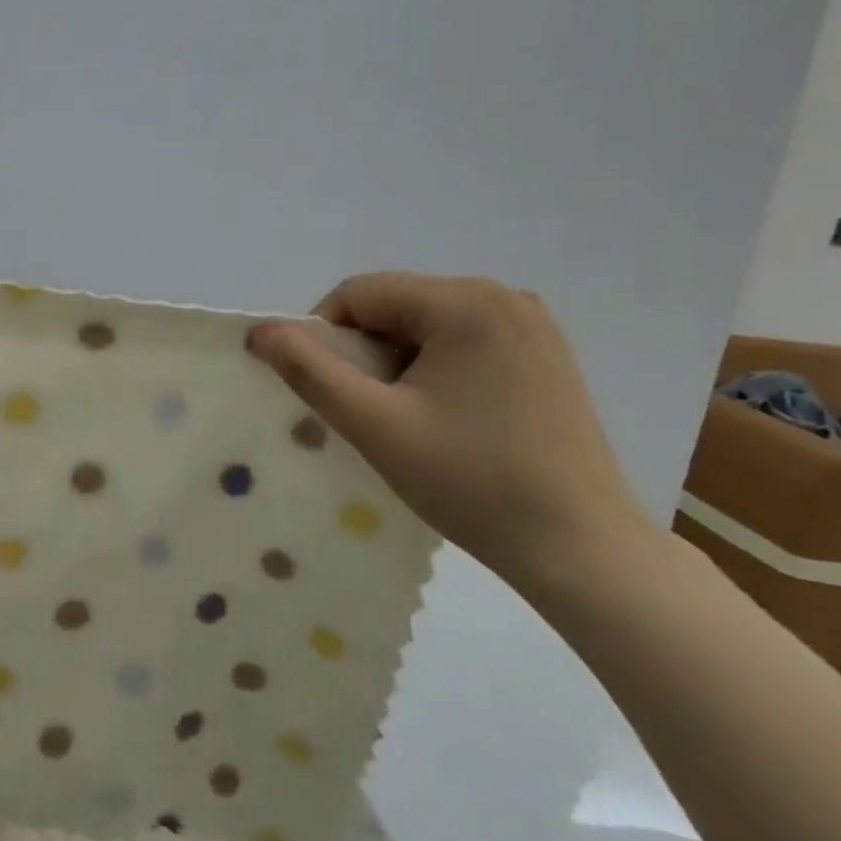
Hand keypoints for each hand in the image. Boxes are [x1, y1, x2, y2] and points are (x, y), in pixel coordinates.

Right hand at [248, 273, 648, 594]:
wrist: (579, 547)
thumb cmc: (471, 482)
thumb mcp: (374, 425)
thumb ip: (310, 371)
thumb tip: (261, 331)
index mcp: (466, 302)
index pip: (360, 293)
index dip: (323, 335)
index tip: (323, 390)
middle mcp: (504, 296)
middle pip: (395, 305)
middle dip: (363, 351)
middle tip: (363, 410)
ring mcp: (532, 325)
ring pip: (426, 325)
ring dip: (396, 362)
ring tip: (402, 419)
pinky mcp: (545, 355)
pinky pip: (463, 342)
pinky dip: (433, 369)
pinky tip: (443, 418)